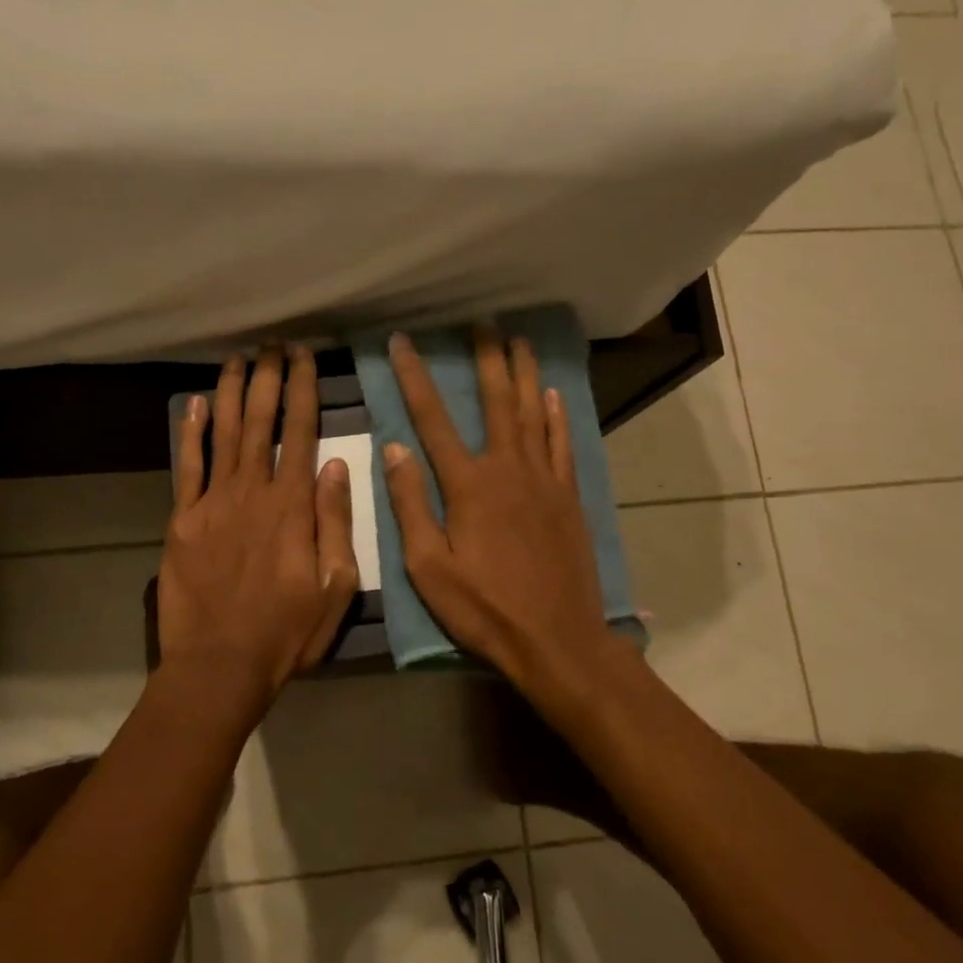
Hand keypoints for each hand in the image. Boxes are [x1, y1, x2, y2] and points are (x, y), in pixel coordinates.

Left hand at [158, 345, 358, 711]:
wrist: (219, 665)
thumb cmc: (286, 632)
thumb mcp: (335, 586)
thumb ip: (336, 523)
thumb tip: (338, 466)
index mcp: (293, 506)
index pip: (301, 432)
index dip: (303, 389)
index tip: (303, 357)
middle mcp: (252, 492)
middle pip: (260, 422)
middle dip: (268, 378)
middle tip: (272, 345)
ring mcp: (212, 503)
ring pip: (222, 434)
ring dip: (230, 393)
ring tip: (238, 359)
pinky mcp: (182, 520)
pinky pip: (187, 467)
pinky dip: (190, 433)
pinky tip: (193, 405)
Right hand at [383, 328, 622, 710]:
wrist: (556, 639)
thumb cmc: (484, 608)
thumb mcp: (428, 567)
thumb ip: (411, 505)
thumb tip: (394, 449)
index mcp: (468, 485)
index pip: (432, 419)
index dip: (414, 378)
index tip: (401, 343)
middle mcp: (508, 469)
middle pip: (496, 402)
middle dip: (486, 359)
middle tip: (482, 323)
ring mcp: (544, 480)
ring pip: (533, 414)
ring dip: (524, 374)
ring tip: (519, 340)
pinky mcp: (569, 498)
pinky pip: (562, 444)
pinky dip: (556, 416)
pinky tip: (552, 395)